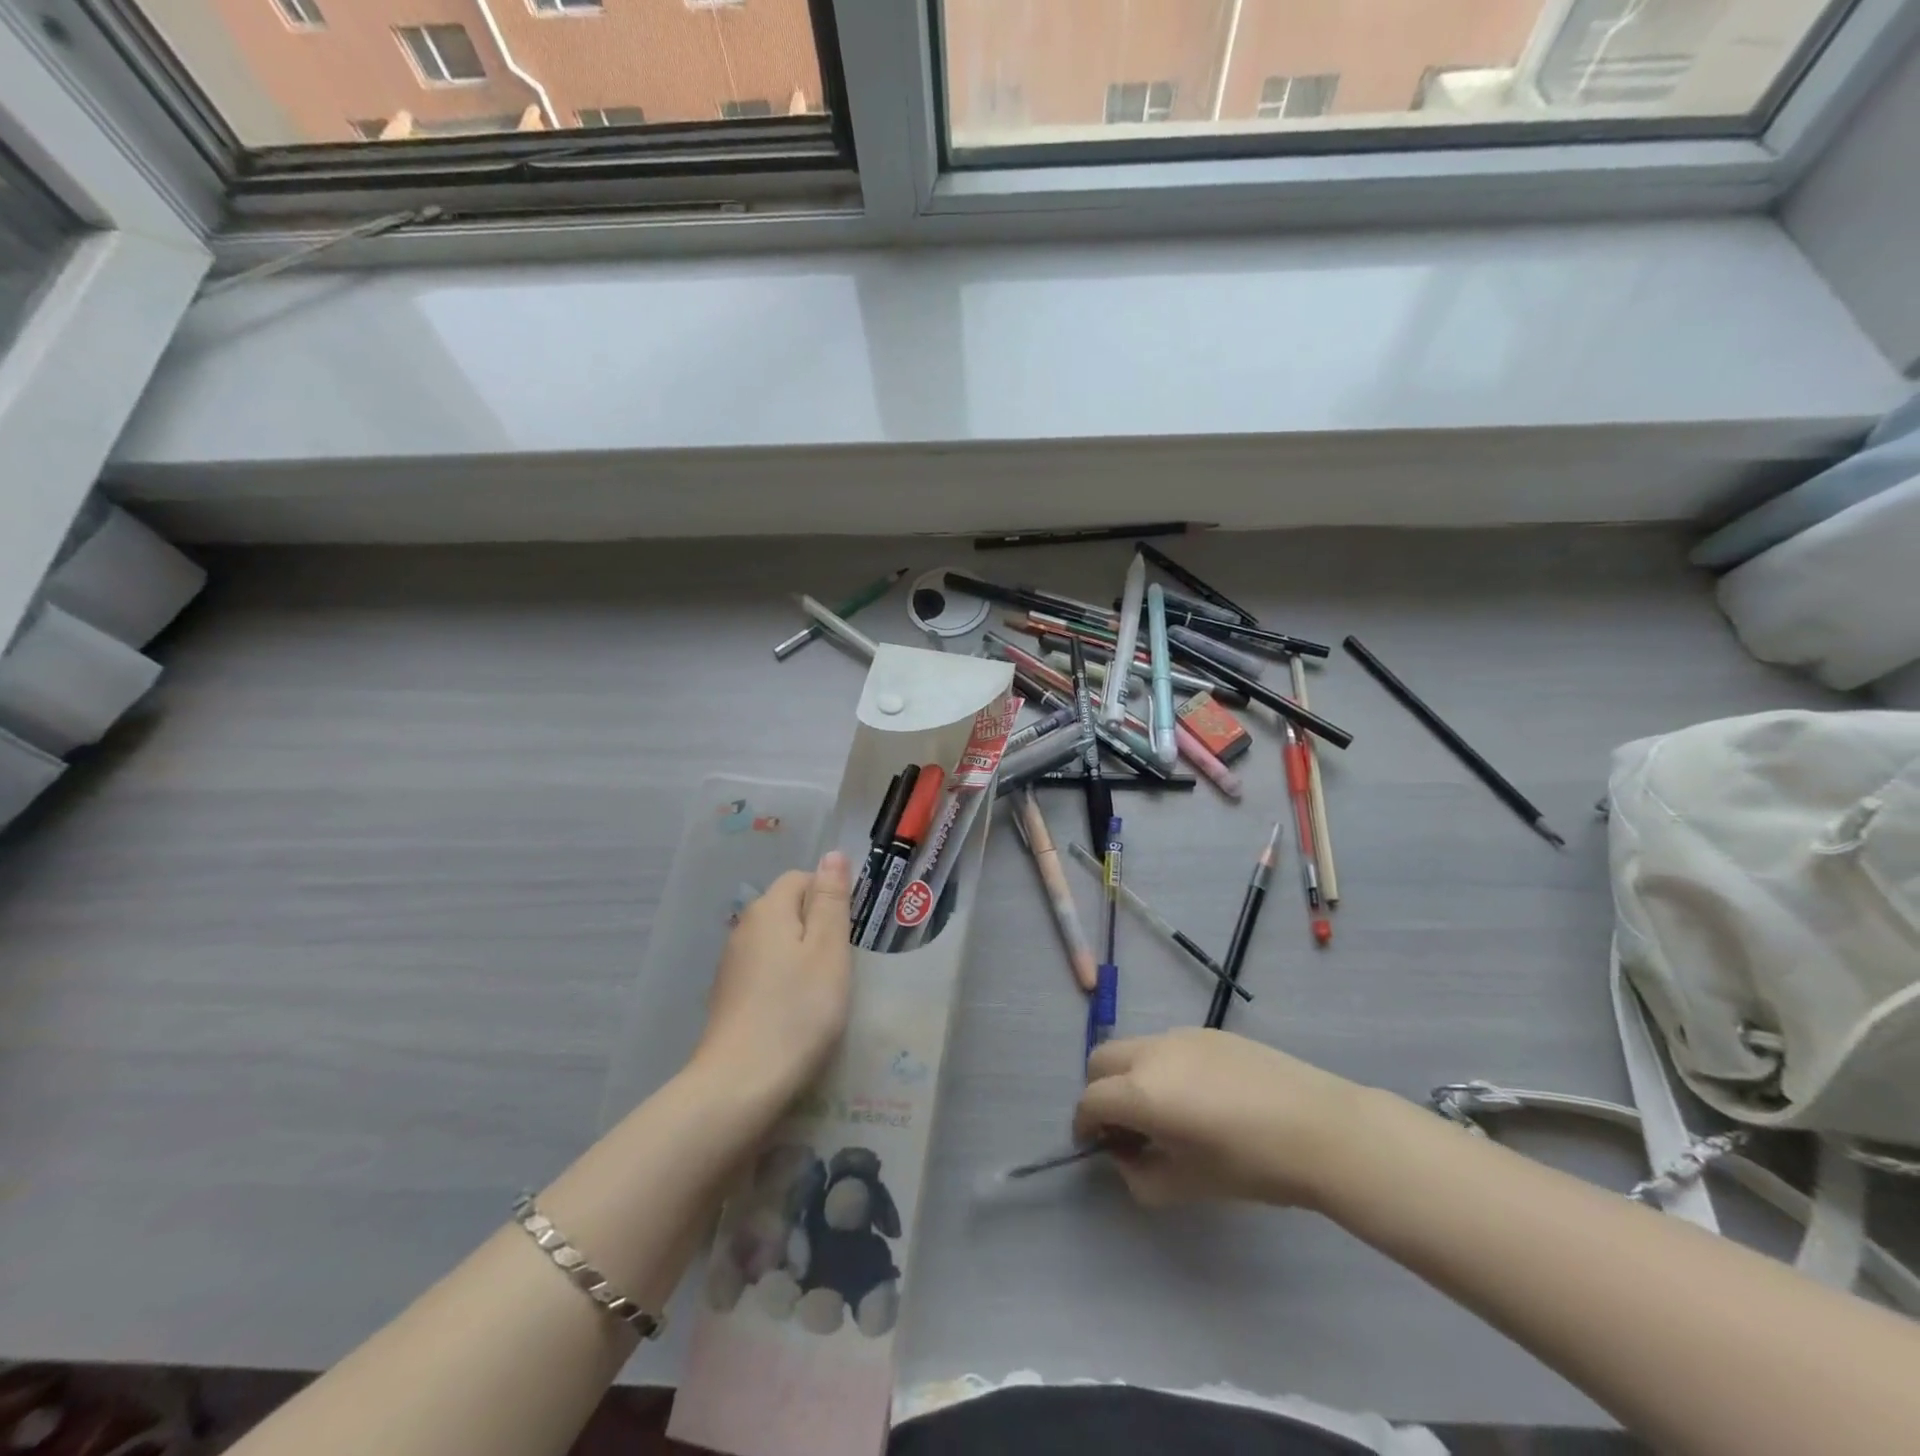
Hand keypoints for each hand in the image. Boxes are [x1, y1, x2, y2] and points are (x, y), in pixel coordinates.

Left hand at [693, 850, 853, 1105]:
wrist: (740, 1084)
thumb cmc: (798, 1011)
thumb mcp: (829, 950)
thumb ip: (831, 900)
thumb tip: (833, 854)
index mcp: (769, 909)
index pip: (802, 878)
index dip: (830, 896)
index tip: (851, 933)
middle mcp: (744, 929)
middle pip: (788, 910)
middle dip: (818, 928)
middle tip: (844, 964)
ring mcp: (732, 966)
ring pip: (778, 943)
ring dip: (802, 958)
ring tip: (825, 992)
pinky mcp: (729, 998)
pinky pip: (765, 973)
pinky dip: (785, 983)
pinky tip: (798, 1013)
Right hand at [1072, 1028, 1366, 1208]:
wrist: (1321, 1128)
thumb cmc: (1252, 1165)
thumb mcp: (1187, 1186)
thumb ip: (1140, 1176)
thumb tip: (1125, 1157)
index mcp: (1142, 1091)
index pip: (1090, 1101)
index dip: (1084, 1126)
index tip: (1095, 1147)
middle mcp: (1152, 1052)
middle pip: (1100, 1060)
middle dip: (1100, 1092)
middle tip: (1123, 1127)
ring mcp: (1180, 1035)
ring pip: (1133, 1048)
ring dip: (1129, 1076)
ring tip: (1163, 1113)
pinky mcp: (1208, 1032)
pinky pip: (1166, 1045)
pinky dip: (1160, 1067)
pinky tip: (1197, 1098)